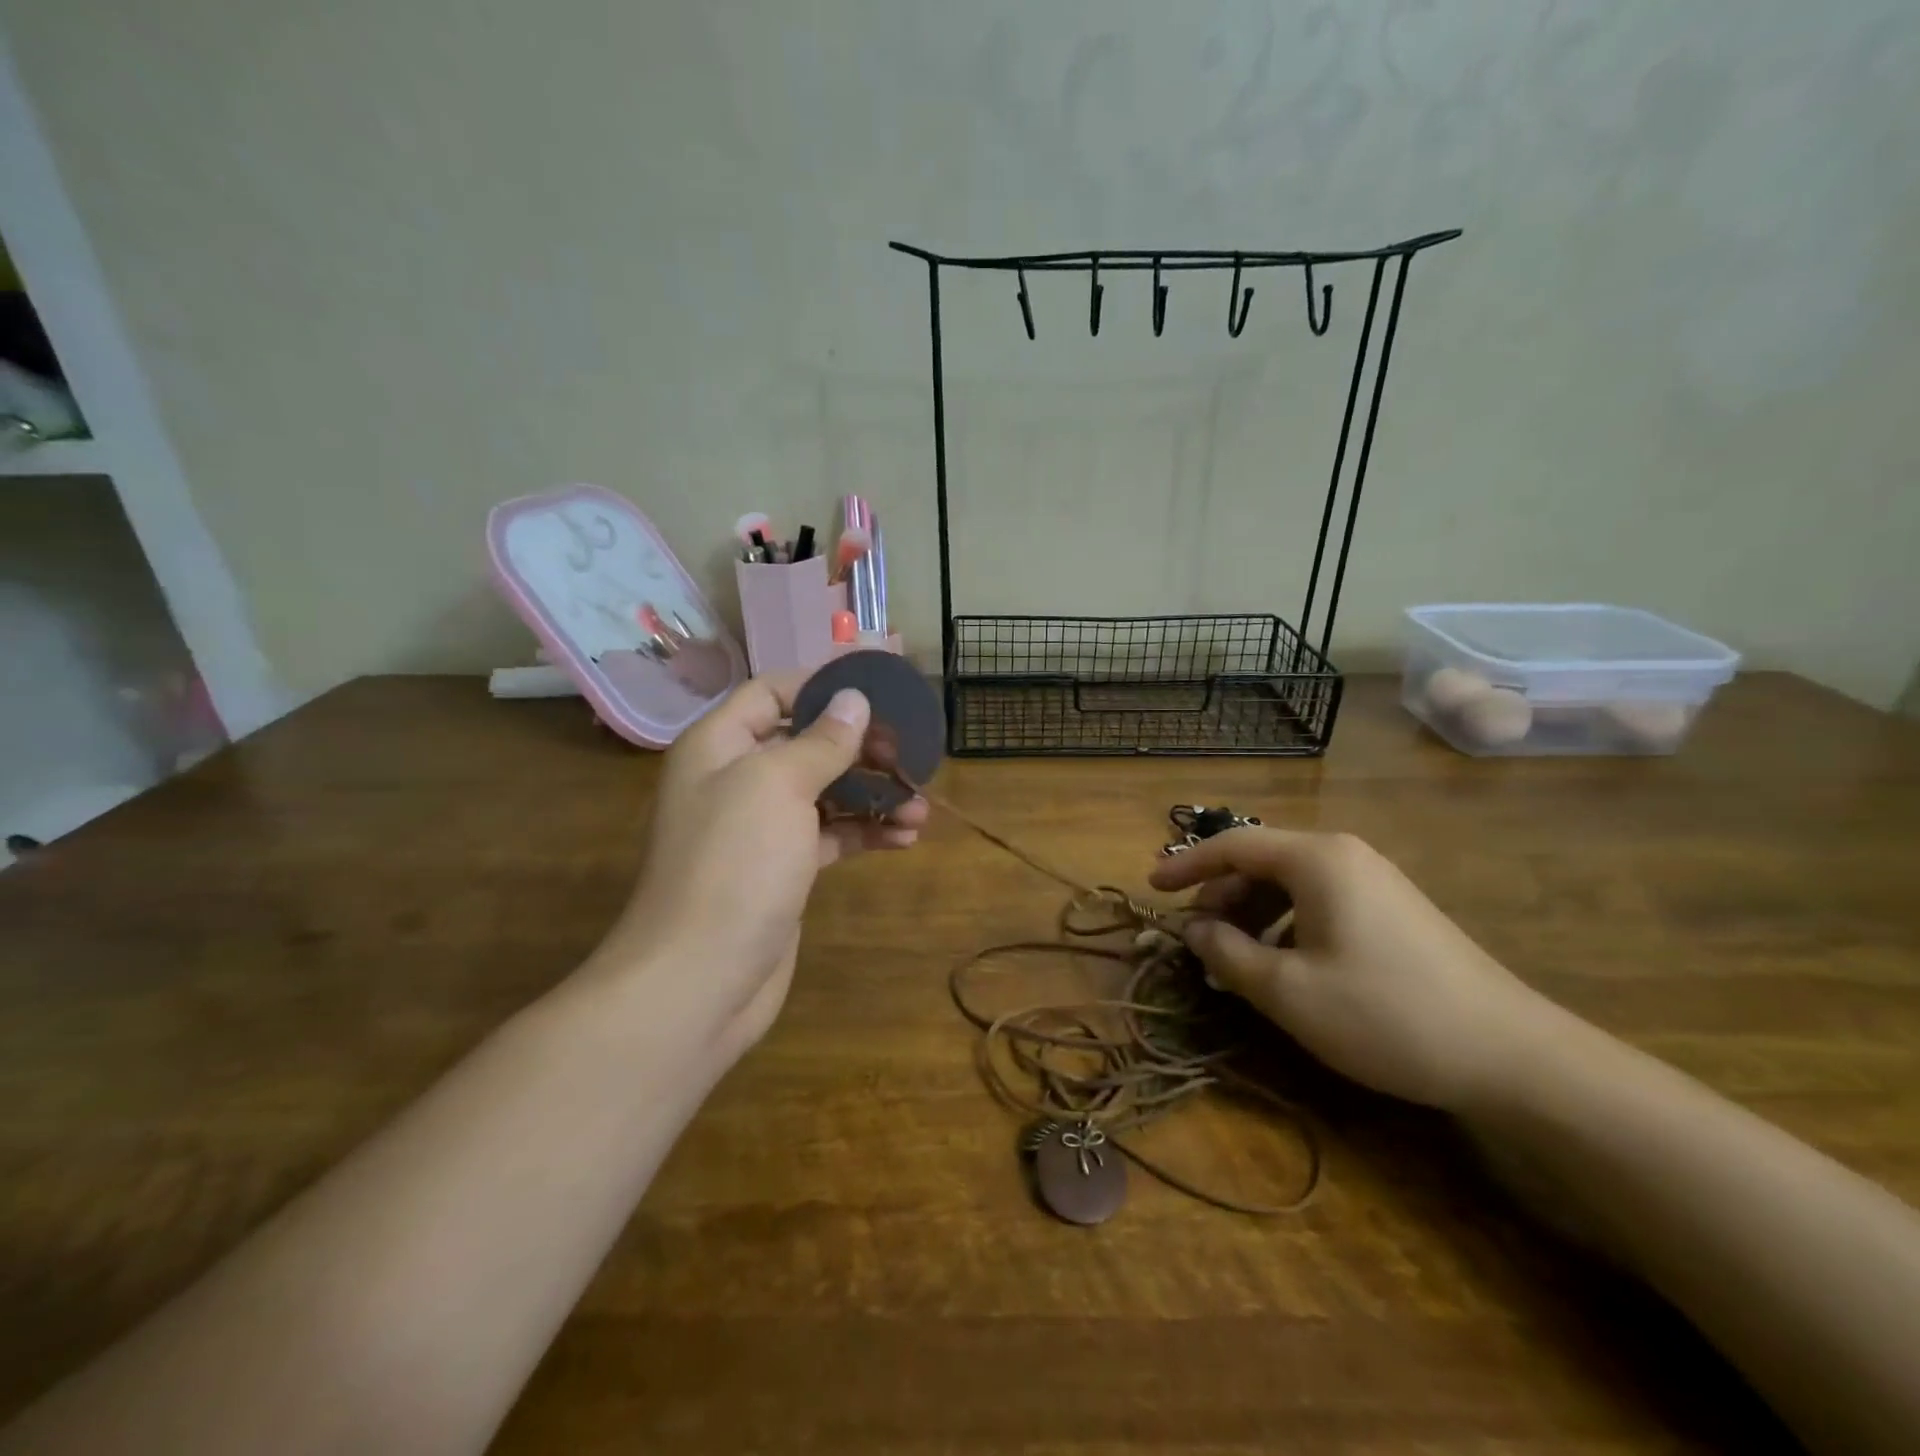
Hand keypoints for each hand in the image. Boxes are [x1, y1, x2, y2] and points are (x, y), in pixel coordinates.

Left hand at [596, 673, 926, 1054]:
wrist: (699, 981)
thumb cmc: (734, 866)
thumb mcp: (778, 787)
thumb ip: (821, 741)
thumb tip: (854, 699)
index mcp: (720, 745)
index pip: (772, 692)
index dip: (821, 687)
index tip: (877, 693)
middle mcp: (737, 778)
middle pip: (807, 743)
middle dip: (861, 749)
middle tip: (911, 758)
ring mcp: (761, 827)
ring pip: (825, 792)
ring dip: (872, 795)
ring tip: (920, 808)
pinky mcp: (783, 868)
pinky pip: (830, 835)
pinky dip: (865, 832)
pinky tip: (905, 839)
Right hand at [1149, 828, 1554, 1111]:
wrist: (1512, 1055)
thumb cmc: (1384, 1013)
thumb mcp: (1288, 991)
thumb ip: (1228, 953)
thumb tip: (1194, 930)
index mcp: (1316, 859)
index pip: (1232, 844)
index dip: (1186, 864)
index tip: (1151, 887)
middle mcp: (1344, 855)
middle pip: (1261, 861)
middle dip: (1220, 896)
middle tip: (1197, 940)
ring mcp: (1374, 880)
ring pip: (1290, 883)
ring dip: (1251, 914)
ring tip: (1235, 959)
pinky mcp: (1393, 909)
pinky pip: (1319, 901)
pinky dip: (1286, 924)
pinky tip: (1284, 966)